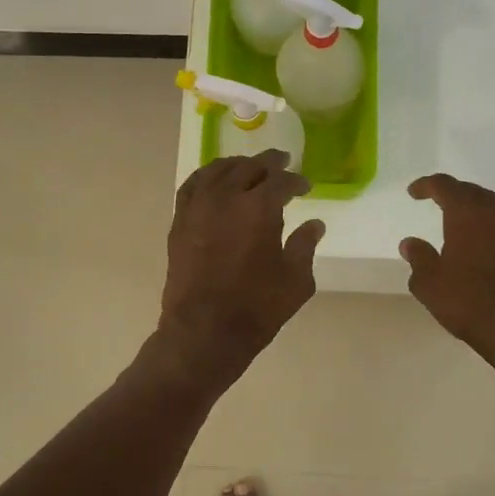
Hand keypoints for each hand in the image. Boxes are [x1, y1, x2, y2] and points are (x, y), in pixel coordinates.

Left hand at [160, 151, 325, 372]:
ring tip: (250, 167)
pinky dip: (207, 176)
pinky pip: (192, 185)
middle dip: (270, 164)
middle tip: (282, 164)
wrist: (204, 331)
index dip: (297, 181)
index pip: (282, 181)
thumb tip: (314, 224)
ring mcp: (198, 206)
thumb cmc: (257, 308)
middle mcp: (227, 196)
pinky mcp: (180, 220)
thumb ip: (305, 246)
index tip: (305, 187)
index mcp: (260, 207)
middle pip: (250, 167)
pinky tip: (215, 180)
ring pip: (218, 169)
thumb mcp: (296, 280)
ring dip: (239, 165)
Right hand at [400, 174, 494, 370]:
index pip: (444, 185)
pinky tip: (483, 241)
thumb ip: (419, 258)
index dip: (426, 185)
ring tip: (459, 220)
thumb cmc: (470, 301)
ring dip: (474, 208)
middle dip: (452, 193)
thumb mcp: (430, 284)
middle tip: (436, 201)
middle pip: (471, 191)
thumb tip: (410, 243)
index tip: (413, 192)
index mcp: (467, 212)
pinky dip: (491, 224)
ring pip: (493, 205)